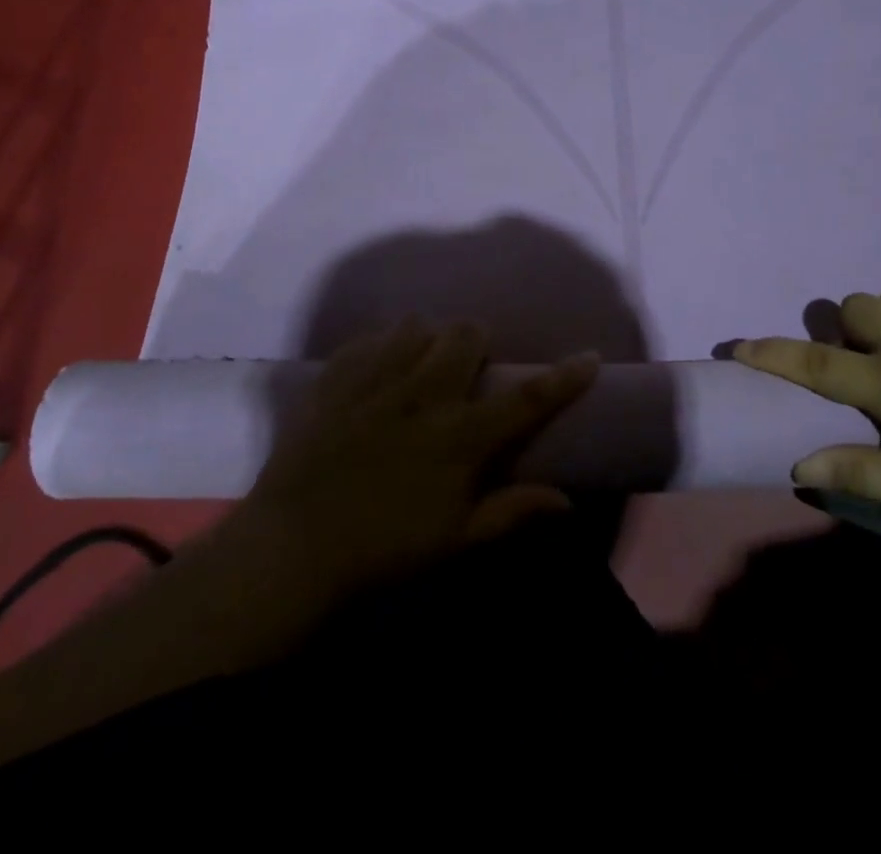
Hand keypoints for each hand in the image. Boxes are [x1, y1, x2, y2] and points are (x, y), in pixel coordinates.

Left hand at [246, 316, 597, 592]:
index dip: (564, 376)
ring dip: (426, 339)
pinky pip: (366, 340)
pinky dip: (379, 347)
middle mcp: (423, 394)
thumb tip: (566, 501)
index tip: (589, 355)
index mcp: (459, 436)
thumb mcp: (455, 543)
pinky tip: (376, 369)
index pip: (526, 398)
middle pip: (465, 334)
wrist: (291, 551)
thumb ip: (512, 513)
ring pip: (415, 326)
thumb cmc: (383, 553)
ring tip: (420, 363)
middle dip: (476, 340)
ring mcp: (375, 381)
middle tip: (469, 366)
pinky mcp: (335, 380)